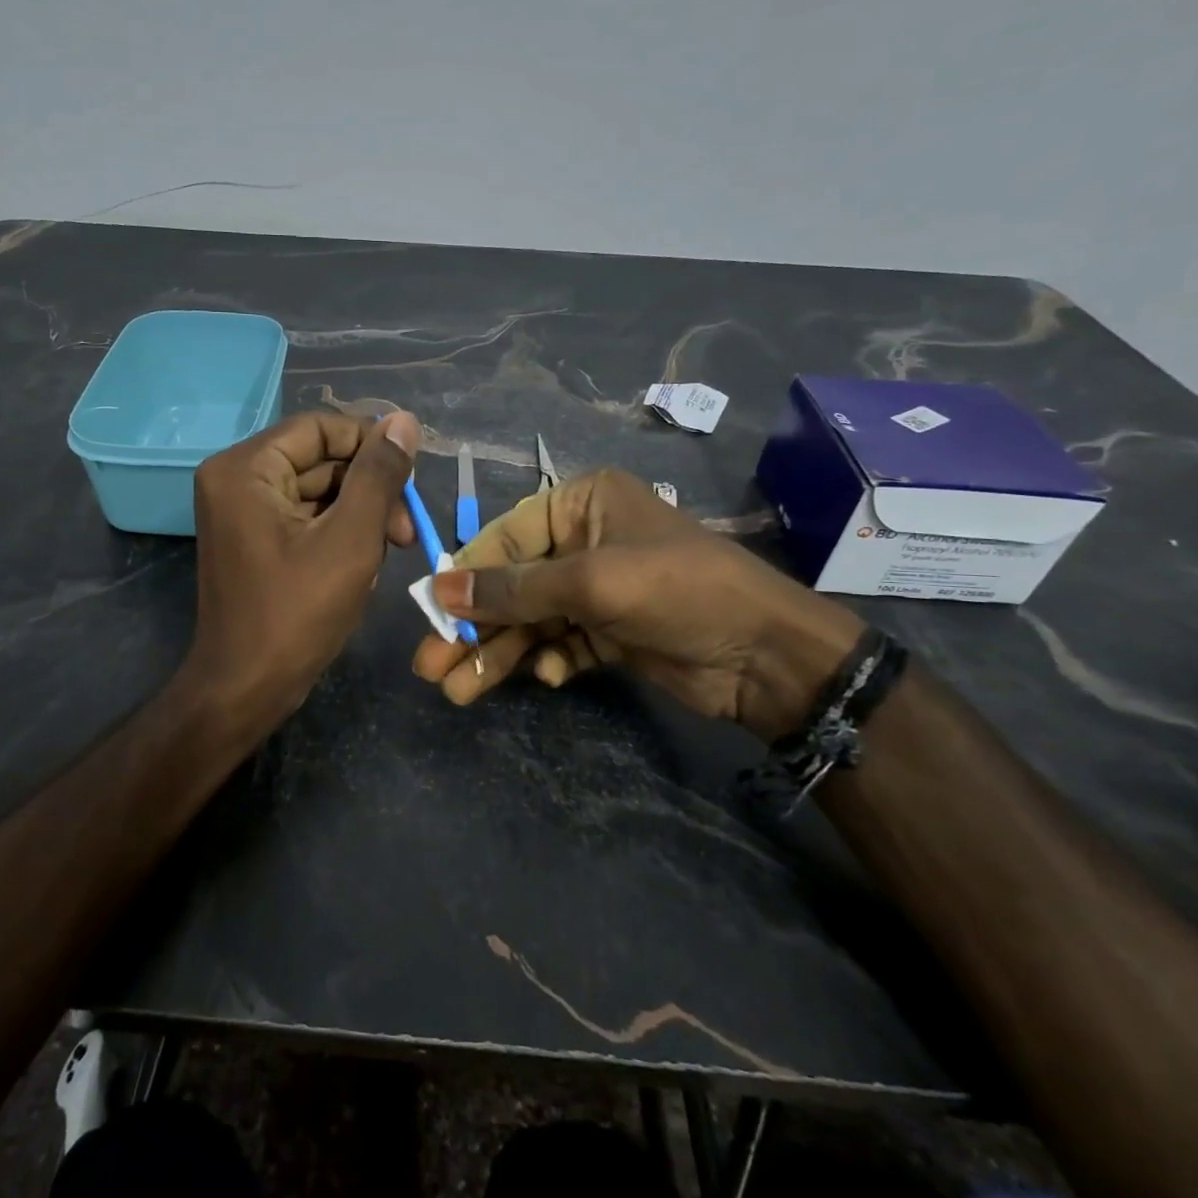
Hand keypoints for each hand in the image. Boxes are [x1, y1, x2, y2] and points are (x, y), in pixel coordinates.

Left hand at [183, 410, 420, 732]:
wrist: (246, 689)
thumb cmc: (297, 613)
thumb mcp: (351, 539)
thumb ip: (379, 475)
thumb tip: (404, 421)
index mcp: (245, 469)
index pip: (320, 429)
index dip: (372, 444)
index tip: (413, 476)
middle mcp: (236, 479)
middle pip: (321, 460)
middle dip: (369, 491)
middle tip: (407, 530)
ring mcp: (243, 512)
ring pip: (319, 491)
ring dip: (360, 516)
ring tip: (390, 551)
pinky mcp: (255, 539)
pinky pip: (307, 518)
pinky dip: (340, 535)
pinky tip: (364, 566)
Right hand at [410, 468, 864, 740]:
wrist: (768, 657)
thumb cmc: (678, 592)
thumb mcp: (591, 582)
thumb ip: (513, 588)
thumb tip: (439, 590)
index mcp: (581, 504)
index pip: (504, 537)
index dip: (465, 577)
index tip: (429, 614)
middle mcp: (585, 539)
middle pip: (512, 585)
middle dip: (474, 626)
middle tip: (430, 666)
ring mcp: (598, 589)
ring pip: (530, 620)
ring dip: (498, 654)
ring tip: (457, 692)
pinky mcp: (610, 630)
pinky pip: (560, 642)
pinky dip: (547, 660)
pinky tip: (546, 677)